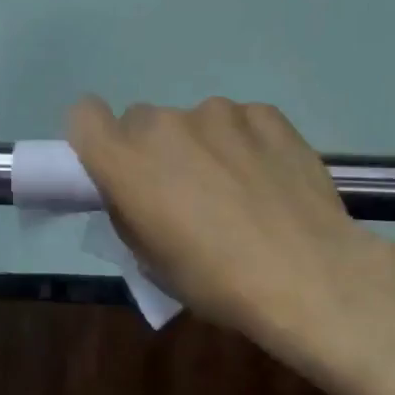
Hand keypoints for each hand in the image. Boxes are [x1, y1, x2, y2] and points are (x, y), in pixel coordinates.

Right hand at [67, 96, 383, 356]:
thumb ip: (130, 212)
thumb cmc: (217, 282)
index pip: (84, 116)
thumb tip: (135, 194)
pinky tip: (270, 178)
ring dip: (204, 145)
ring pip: (195, 121)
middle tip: (183, 188)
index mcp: (126, 161)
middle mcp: (164, 125)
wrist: (309, 276)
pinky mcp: (265, 114)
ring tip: (238, 187)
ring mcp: (218, 113)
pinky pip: (241, 122)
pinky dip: (246, 142)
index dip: (96, 136)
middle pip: (142, 121)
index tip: (115, 162)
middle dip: (154, 149)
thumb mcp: (152, 261)